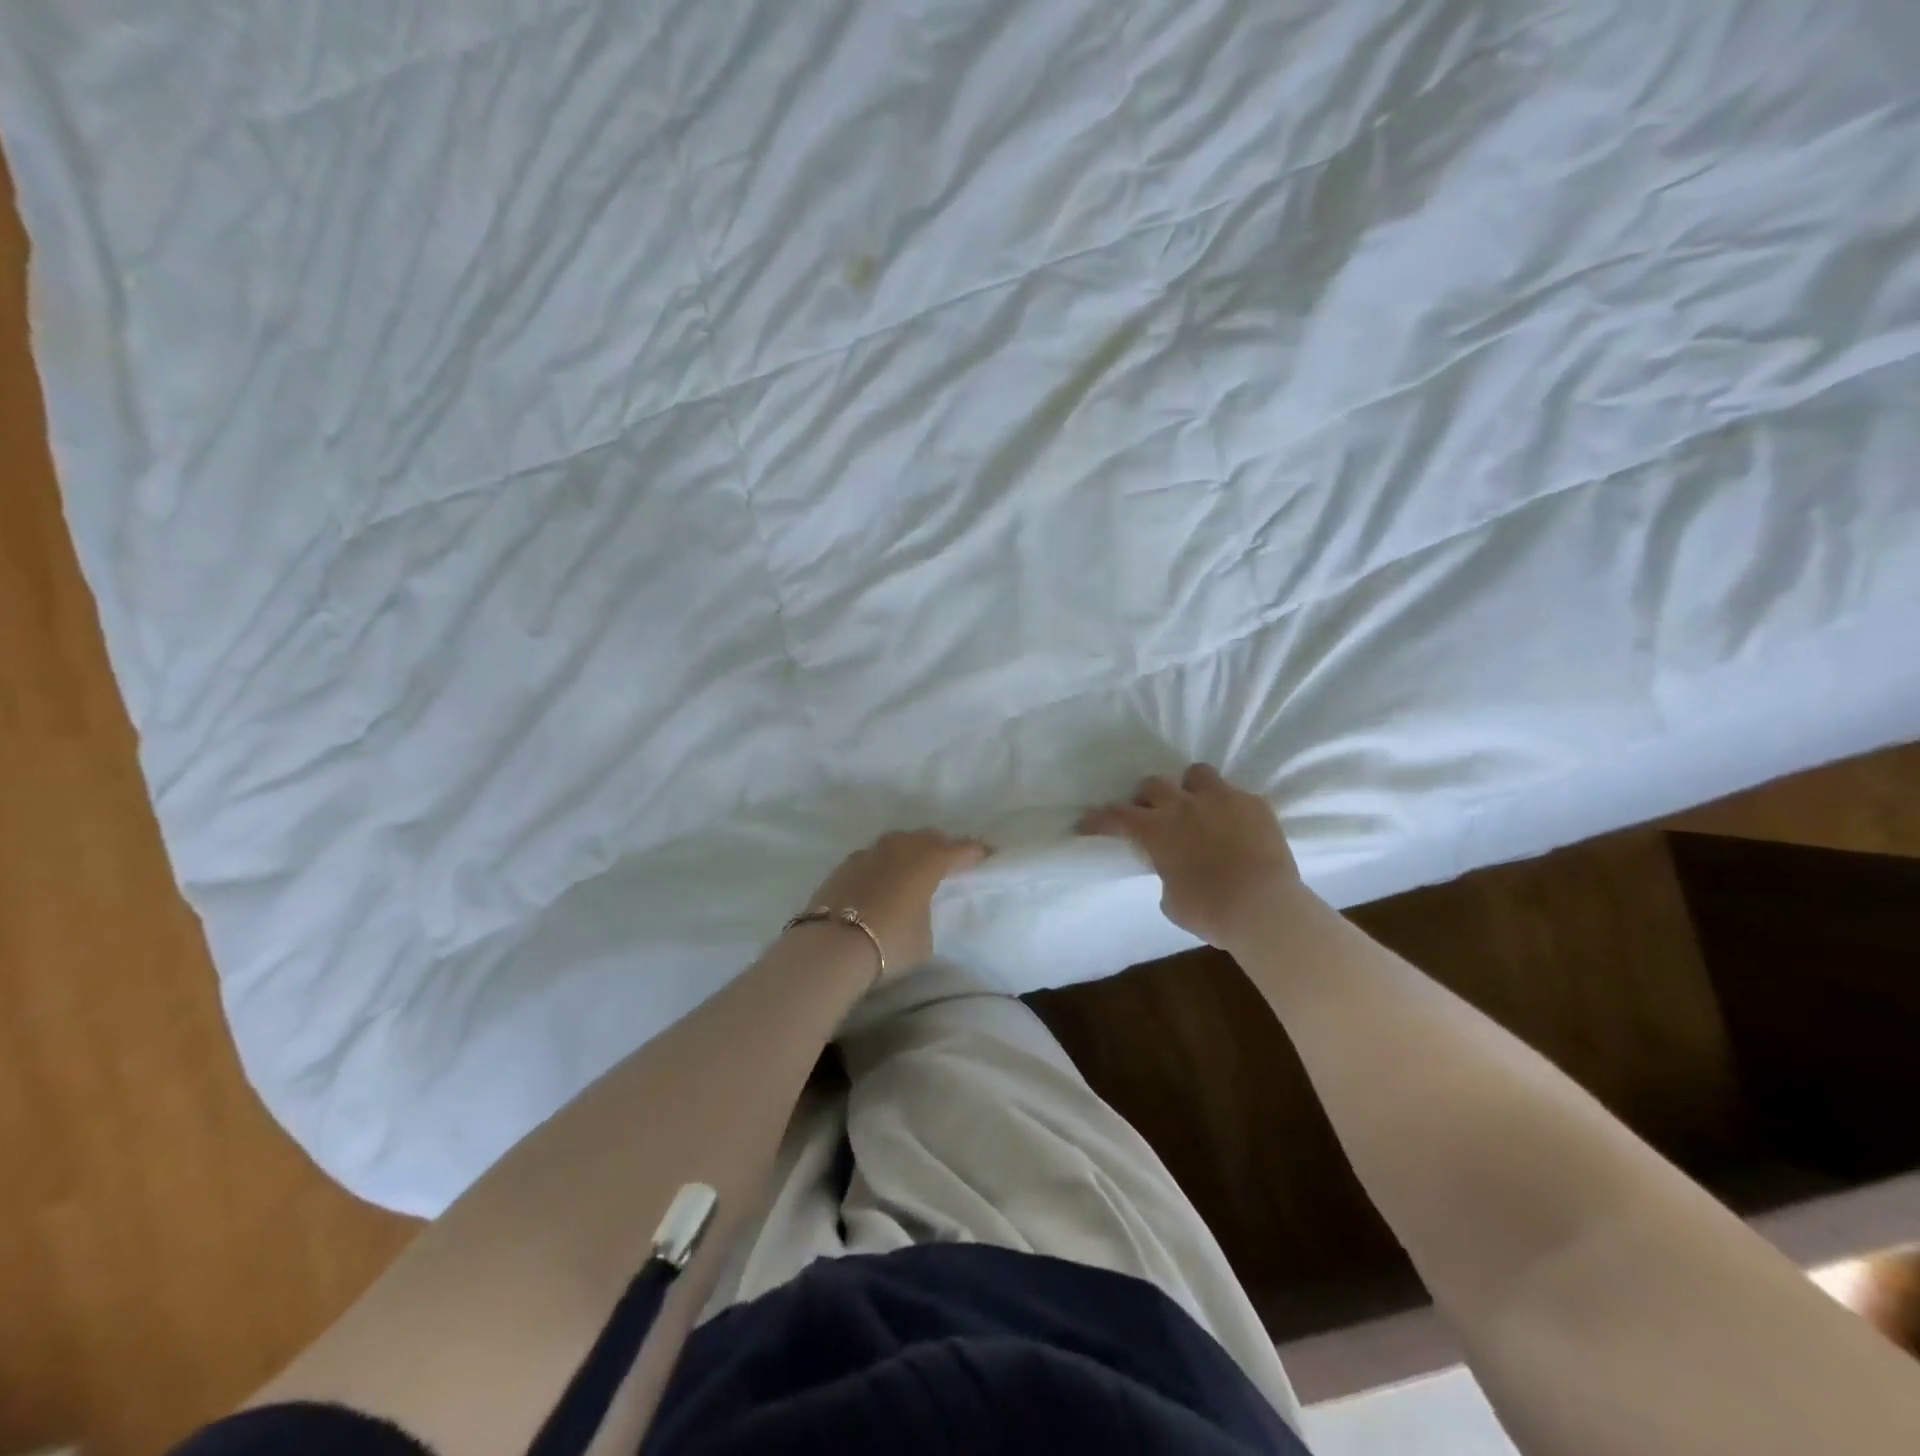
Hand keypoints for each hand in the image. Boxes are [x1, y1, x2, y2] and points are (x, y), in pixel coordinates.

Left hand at [799, 829, 989, 976]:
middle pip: (926, 838)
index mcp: (927, 862)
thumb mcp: (924, 938)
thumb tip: (917, 910)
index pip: (958, 850)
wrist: (832, 946)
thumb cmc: (890, 942)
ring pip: (896, 842)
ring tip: (914, 864)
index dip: (974, 851)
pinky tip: (881, 877)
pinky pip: (873, 856)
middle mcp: (900, 849)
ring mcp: (869, 854)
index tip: (986, 852)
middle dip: (941, 845)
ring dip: (909, 849)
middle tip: (949, 858)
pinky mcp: (844, 866)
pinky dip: (883, 863)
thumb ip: (926, 915)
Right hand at [1076, 763, 1303, 948]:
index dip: (1098, 819)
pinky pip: (1236, 795)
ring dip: (1189, 788)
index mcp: (1156, 830)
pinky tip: (1235, 826)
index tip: (1085, 823)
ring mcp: (1222, 799)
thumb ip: (1166, 874)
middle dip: (1147, 798)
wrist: (1265, 908)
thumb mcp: (1172, 900)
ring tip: (1195, 806)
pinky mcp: (1255, 804)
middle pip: (1153, 784)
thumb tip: (1173, 869)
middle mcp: (1184, 805)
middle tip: (1150, 814)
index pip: (1115, 815)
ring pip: (1197, 774)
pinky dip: (1229, 808)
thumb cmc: (1210, 911)